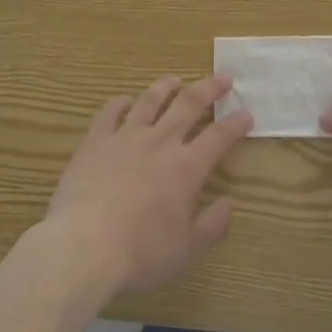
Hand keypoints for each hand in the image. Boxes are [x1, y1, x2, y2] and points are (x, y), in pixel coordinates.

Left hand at [43, 75, 252, 296]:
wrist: (84, 245)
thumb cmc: (140, 253)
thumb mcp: (186, 250)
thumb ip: (211, 226)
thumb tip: (228, 204)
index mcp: (186, 168)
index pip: (219, 137)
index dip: (235, 125)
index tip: (247, 114)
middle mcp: (159, 142)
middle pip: (189, 105)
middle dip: (209, 89)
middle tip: (223, 78)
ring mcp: (125, 137)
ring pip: (149, 101)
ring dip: (165, 87)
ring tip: (175, 80)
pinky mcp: (95, 141)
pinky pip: (110, 112)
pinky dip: (120, 103)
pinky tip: (124, 100)